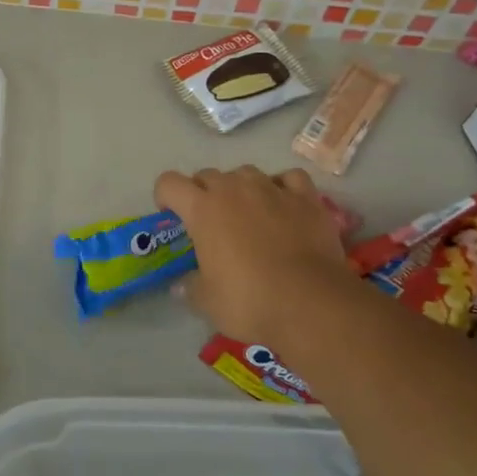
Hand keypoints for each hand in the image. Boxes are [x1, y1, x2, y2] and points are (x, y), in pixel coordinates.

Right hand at [153, 165, 363, 346]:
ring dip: (240, 188)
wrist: (311, 302)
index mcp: (202, 209)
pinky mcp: (306, 197)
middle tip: (210, 223)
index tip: (172, 217)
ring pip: (246, 172)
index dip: (165, 197)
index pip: (169, 183)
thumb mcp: (207, 301)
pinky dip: (282, 187)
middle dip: (203, 193)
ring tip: (248, 213)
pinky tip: (284, 204)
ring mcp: (273, 189)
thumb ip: (190, 286)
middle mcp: (234, 189)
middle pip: (207, 175)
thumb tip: (181, 284)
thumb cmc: (250, 301)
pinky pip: (288, 178)